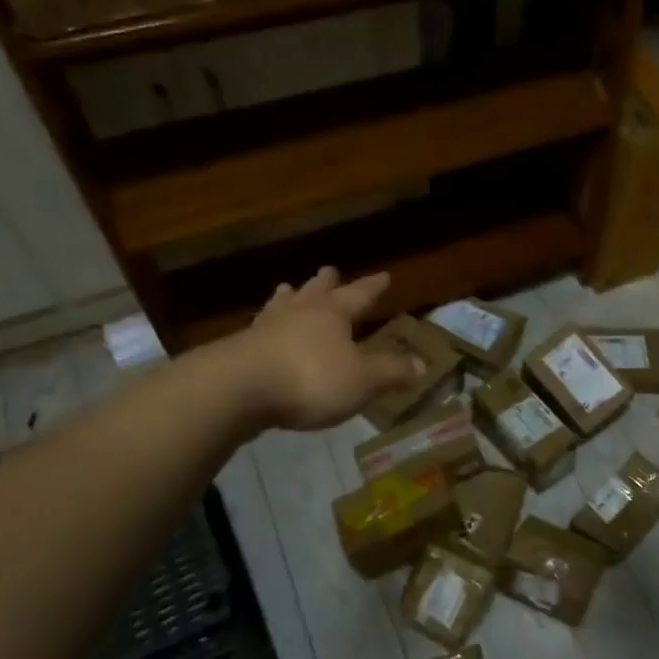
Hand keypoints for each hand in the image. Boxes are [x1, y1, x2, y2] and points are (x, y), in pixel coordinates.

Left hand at [237, 268, 418, 431]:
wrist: (237, 389)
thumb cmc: (310, 378)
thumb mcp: (362, 379)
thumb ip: (391, 371)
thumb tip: (421, 365)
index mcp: (332, 314)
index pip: (359, 295)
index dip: (372, 287)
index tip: (384, 275)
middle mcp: (299, 313)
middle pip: (316, 291)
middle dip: (326, 282)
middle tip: (329, 269)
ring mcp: (265, 328)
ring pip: (282, 305)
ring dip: (289, 297)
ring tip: (288, 288)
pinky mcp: (240, 349)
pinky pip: (259, 330)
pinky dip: (266, 326)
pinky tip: (261, 331)